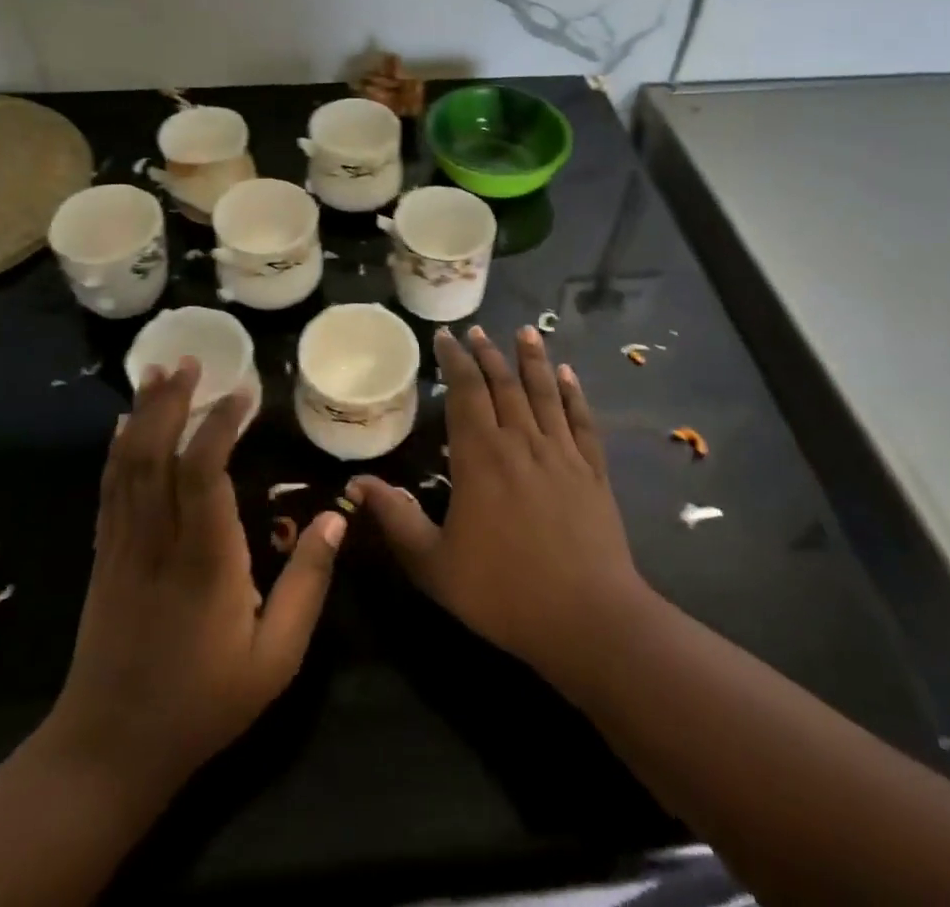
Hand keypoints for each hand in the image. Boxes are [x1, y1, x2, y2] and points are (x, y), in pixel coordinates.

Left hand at [43, 360, 345, 802]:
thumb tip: (336, 519)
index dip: (220, 424)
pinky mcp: (104, 556)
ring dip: (143, 413)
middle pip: (156, 454)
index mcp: (204, 561)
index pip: (203, 473)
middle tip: (192, 360)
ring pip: (128, 464)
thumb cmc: (202, 704)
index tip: (244, 390)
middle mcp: (157, 541)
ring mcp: (122, 546)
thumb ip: (307, 586)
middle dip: (173, 401)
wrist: (108, 750)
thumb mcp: (274, 659)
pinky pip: (109, 489)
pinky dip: (118, 448)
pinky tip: (125, 424)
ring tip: (159, 371)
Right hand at [347, 326, 648, 677]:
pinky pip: (581, 420)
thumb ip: (396, 519)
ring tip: (524, 331)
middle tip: (476, 330)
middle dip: (487, 353)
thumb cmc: (503, 593)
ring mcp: (561, 453)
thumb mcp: (434, 564)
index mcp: (480, 458)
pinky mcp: (593, 470)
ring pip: (543, 392)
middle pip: (503, 384)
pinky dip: (573, 393)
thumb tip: (356, 483)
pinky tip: (568, 374)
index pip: (465, 392)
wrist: (588, 620)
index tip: (445, 336)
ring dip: (532, 359)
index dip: (454, 360)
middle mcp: (521, 442)